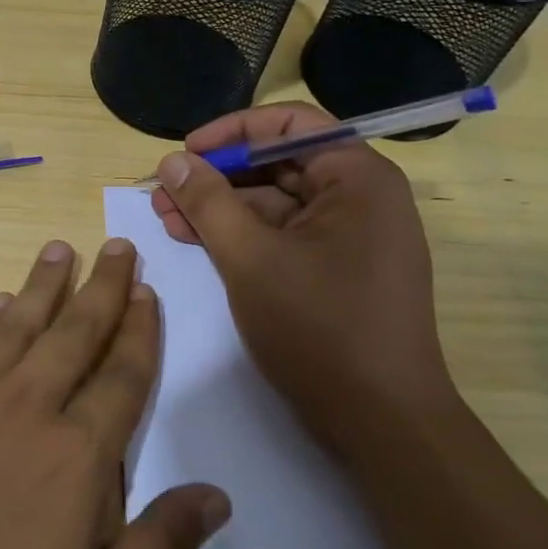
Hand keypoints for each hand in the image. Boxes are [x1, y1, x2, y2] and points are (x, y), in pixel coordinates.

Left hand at [0, 238, 230, 548]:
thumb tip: (217, 495)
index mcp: (74, 458)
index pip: (121, 377)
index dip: (138, 331)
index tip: (147, 291)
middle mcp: (24, 410)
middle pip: (74, 334)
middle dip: (102, 288)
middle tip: (117, 246)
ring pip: (18, 326)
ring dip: (44, 285)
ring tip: (62, 249)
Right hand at [149, 101, 457, 451]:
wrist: (382, 424)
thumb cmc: (319, 328)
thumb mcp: (250, 258)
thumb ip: (207, 202)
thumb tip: (171, 161)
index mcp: (357, 178)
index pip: (290, 124)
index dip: (232, 132)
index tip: (185, 152)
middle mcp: (362, 198)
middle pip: (280, 164)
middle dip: (217, 176)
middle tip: (164, 192)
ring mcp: (353, 238)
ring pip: (277, 203)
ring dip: (222, 208)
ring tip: (167, 218)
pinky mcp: (340, 271)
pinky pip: (285, 236)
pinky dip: (243, 236)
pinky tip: (199, 242)